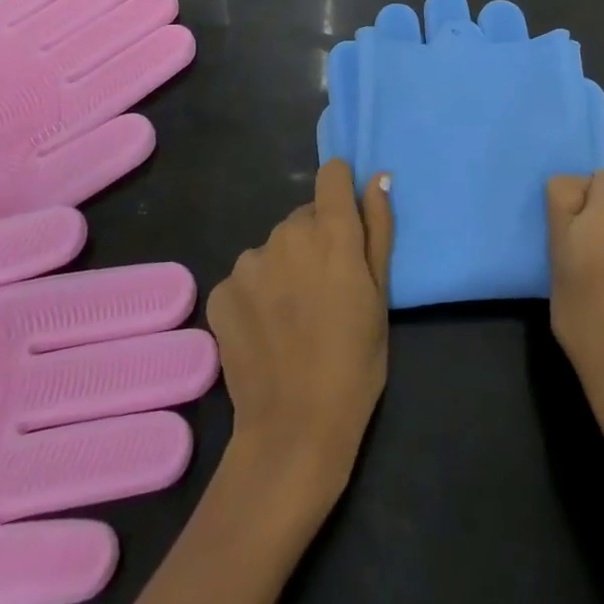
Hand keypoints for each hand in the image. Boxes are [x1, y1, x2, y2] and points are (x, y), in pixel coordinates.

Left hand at [206, 159, 393, 500]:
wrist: (294, 429)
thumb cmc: (355, 361)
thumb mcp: (381, 295)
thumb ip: (378, 228)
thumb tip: (379, 178)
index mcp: (331, 230)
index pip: (332, 173)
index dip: (341, 191)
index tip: (347, 224)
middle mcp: (287, 233)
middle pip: (305, 216)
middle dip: (316, 240)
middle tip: (326, 289)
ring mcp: (250, 261)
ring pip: (275, 247)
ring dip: (286, 266)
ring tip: (294, 315)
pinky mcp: (222, 290)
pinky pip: (247, 276)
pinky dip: (257, 294)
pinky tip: (266, 330)